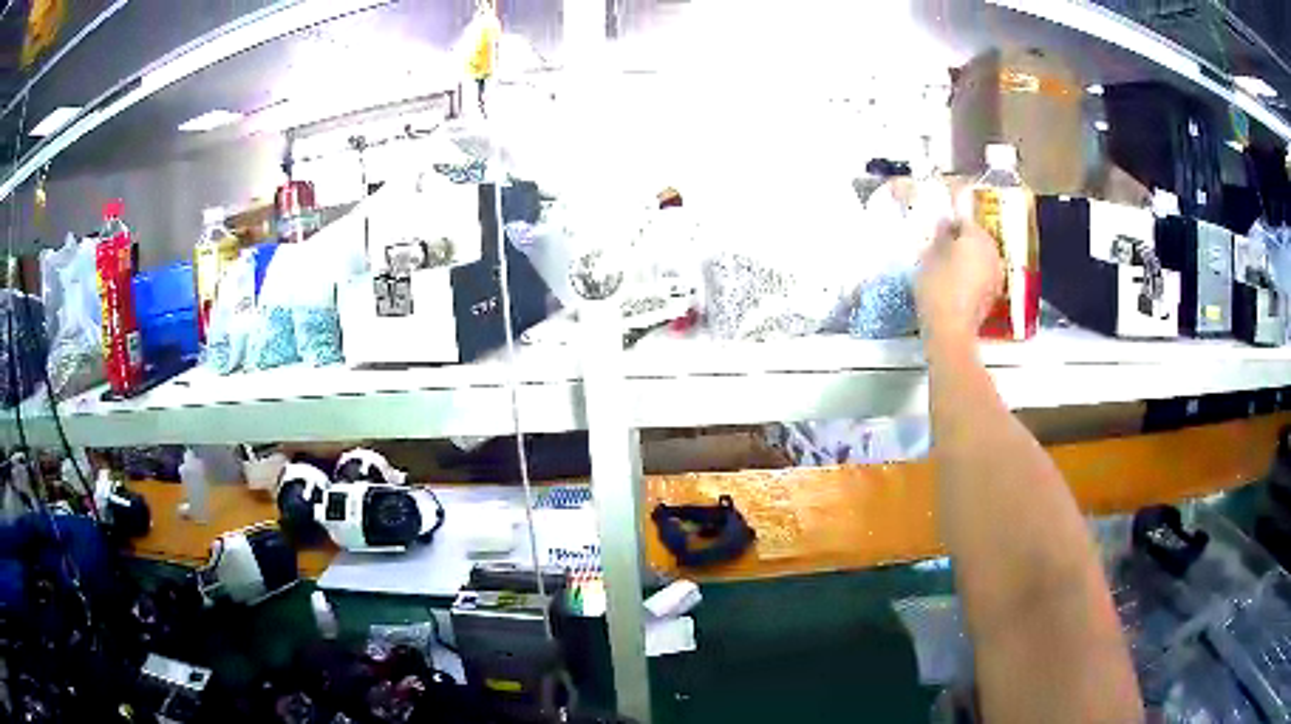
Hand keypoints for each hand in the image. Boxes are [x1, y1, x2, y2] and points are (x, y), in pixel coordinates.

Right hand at [916, 219, 1002, 340]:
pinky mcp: (995, 294)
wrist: (951, 329)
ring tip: (952, 267)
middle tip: (944, 249)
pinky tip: (960, 283)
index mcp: (976, 238)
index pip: (964, 222)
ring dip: (971, 258)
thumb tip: (945, 223)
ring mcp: (996, 274)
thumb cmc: (937, 288)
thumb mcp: (929, 257)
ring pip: (983, 257)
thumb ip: (940, 237)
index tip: (936, 234)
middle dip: (964, 241)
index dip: (949, 225)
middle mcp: (992, 252)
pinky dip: (975, 275)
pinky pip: (985, 275)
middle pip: (978, 239)